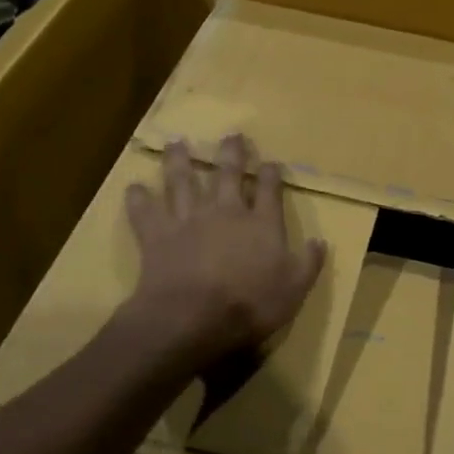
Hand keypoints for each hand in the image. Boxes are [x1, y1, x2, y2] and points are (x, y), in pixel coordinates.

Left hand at [122, 135, 326, 376]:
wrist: (192, 317)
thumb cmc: (250, 305)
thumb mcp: (294, 289)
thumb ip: (308, 262)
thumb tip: (320, 241)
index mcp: (261, 224)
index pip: (269, 190)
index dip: (271, 174)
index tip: (271, 163)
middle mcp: (226, 212)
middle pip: (228, 174)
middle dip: (231, 153)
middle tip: (231, 135)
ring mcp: (189, 220)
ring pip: (183, 182)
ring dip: (180, 161)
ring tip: (176, 143)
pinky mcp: (157, 235)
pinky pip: (145, 212)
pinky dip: (138, 199)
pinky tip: (133, 187)